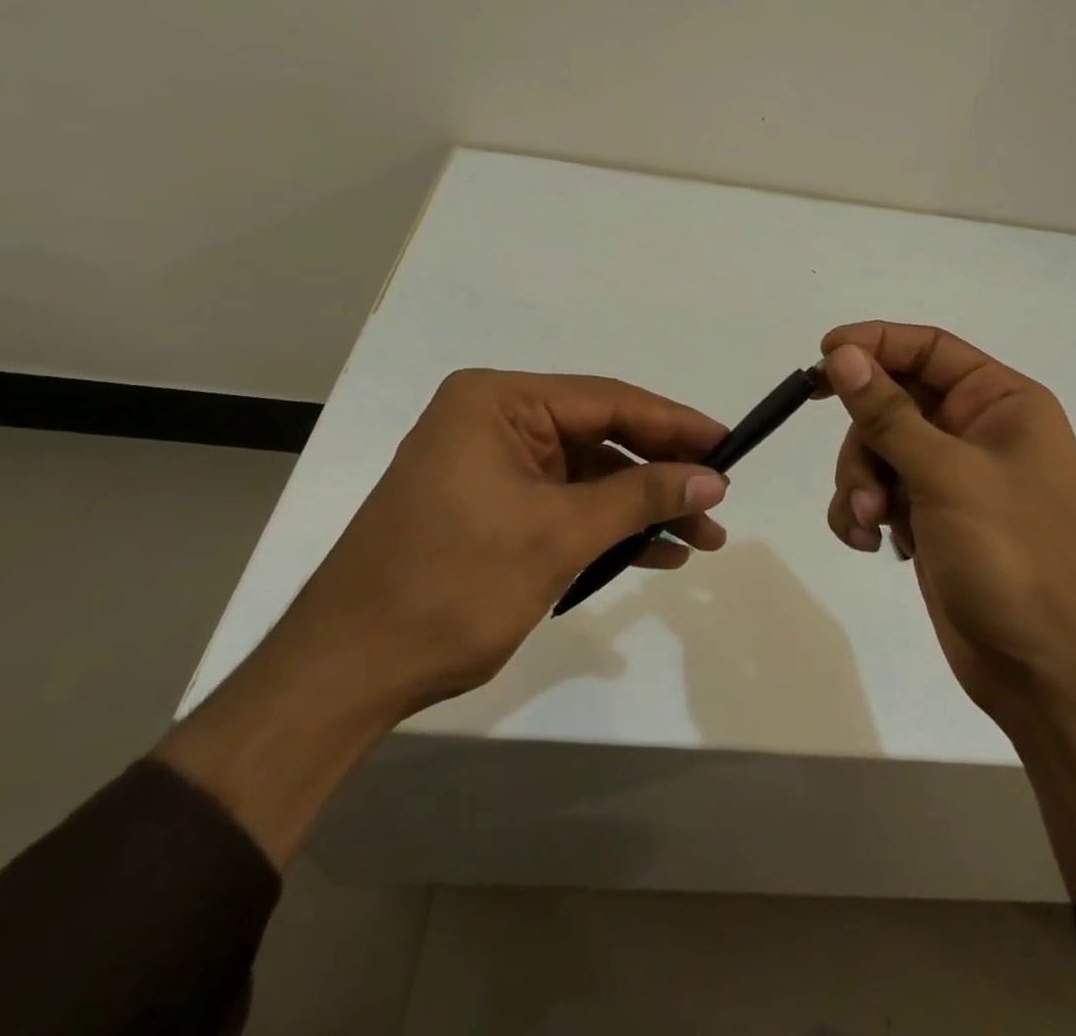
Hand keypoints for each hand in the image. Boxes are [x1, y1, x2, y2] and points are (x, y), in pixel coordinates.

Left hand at [281, 368, 730, 715]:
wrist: (346, 673)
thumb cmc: (451, 587)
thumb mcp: (558, 535)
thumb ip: (641, 497)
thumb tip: (713, 478)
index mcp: (498, 402)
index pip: (608, 401)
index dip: (675, 424)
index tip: (729, 445)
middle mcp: (492, 420)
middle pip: (600, 436)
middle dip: (661, 474)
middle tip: (717, 503)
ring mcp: (489, 465)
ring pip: (587, 475)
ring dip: (639, 506)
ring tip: (699, 539)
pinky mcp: (489, 505)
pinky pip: (563, 503)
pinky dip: (605, 527)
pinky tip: (652, 553)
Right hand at [817, 321, 1075, 729]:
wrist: (1047, 671)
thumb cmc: (1014, 556)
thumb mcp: (947, 475)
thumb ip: (888, 413)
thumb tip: (842, 354)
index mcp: (1001, 402)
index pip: (928, 348)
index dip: (874, 343)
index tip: (822, 357)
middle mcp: (977, 430)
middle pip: (893, 401)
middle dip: (865, 442)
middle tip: (862, 484)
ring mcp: (952, 476)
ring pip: (877, 449)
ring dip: (861, 483)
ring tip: (871, 525)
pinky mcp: (931, 517)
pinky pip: (879, 491)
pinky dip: (863, 511)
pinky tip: (870, 543)